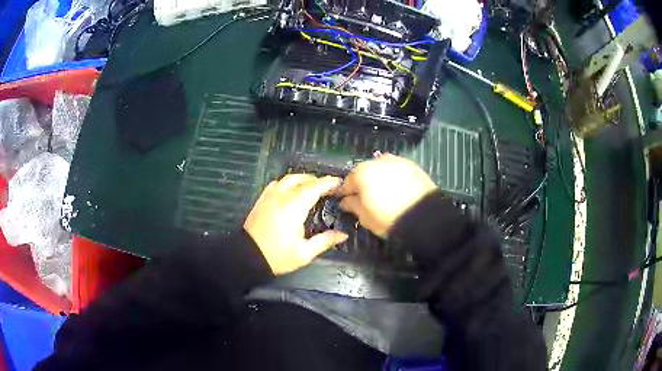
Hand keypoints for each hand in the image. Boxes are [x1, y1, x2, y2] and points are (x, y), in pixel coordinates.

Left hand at [244, 174, 348, 274]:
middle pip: (302, 179)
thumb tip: (343, 235)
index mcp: (294, 207)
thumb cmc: (278, 256)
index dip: (328, 183)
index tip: (339, 182)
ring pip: (288, 178)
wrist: (247, 257)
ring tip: (311, 187)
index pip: (314, 187)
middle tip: (327, 188)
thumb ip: (325, 241)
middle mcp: (282, 196)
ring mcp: (269, 196)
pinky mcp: (261, 200)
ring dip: (302, 179)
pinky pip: (276, 183)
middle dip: (316, 180)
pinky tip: (291, 191)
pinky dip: (287, 183)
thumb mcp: (304, 253)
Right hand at [338, 154, 436, 236]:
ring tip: (384, 194)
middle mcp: (377, 161)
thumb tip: (345, 200)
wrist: (425, 216)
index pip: (346, 183)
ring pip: (381, 170)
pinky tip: (397, 189)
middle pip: (364, 173)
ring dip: (379, 178)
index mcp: (361, 173)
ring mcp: (396, 161)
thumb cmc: (390, 218)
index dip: (344, 193)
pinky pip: (396, 171)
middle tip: (366, 198)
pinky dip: (394, 178)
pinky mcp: (411, 165)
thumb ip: (352, 205)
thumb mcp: (365, 217)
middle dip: (363, 183)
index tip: (344, 200)